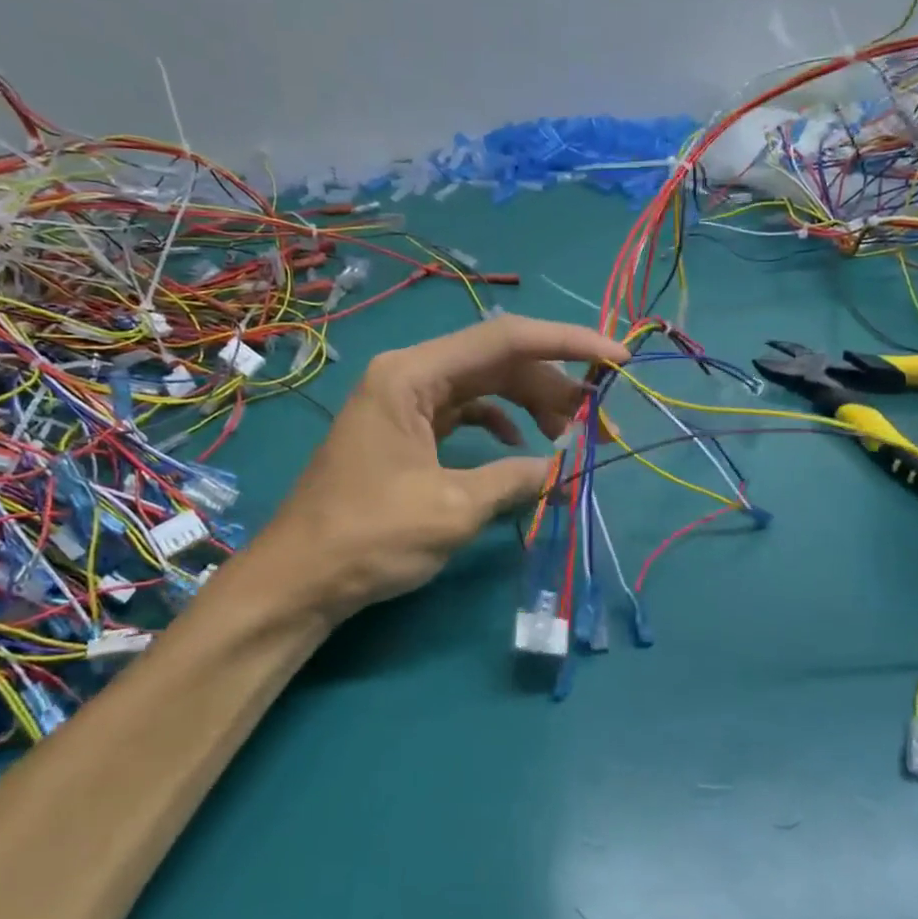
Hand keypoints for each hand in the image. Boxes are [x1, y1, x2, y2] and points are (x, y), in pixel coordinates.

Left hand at [244, 315, 629, 622]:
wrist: (300, 579)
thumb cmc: (370, 537)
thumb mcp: (453, 508)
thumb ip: (516, 478)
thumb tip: (564, 468)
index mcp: (412, 374)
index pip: (505, 339)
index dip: (568, 344)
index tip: (618, 360)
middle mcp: (408, 375)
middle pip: (497, 360)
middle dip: (553, 384)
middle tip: (598, 418)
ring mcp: (404, 402)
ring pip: (483, 386)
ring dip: (530, 404)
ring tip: (570, 433)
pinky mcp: (405, 431)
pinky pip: (463, 411)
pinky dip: (498, 423)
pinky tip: (519, 445)